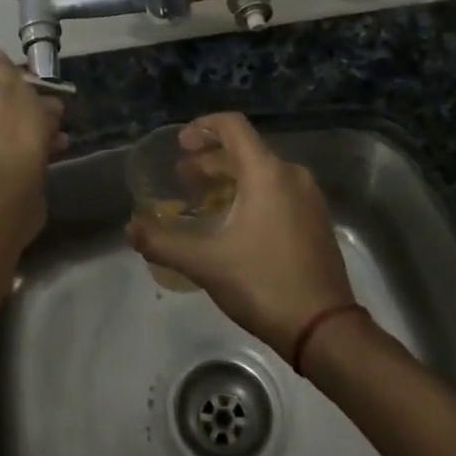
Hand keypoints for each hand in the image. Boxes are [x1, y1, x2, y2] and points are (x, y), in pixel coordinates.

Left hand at [0, 48, 67, 235]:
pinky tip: (58, 147)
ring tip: (59, 125)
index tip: (21, 72)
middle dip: (24, 95)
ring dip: (34, 120)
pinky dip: (32, 143)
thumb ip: (4, 69)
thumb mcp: (15, 89)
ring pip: (6, 121)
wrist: (6, 193)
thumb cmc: (13, 131)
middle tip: (49, 99)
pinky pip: (11, 144)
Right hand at [127, 113, 355, 357]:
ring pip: (263, 172)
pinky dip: (251, 193)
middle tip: (183, 176)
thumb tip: (131, 228)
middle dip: (211, 158)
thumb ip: (163, 242)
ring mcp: (309, 199)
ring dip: (230, 177)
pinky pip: (278, 191)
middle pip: (246, 149)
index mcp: (267, 173)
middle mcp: (292, 176)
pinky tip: (233, 222)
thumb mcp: (205, 263)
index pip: (233, 126)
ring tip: (203, 198)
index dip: (203, 126)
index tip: (181, 144)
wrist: (324, 329)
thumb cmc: (263, 284)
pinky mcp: (316, 221)